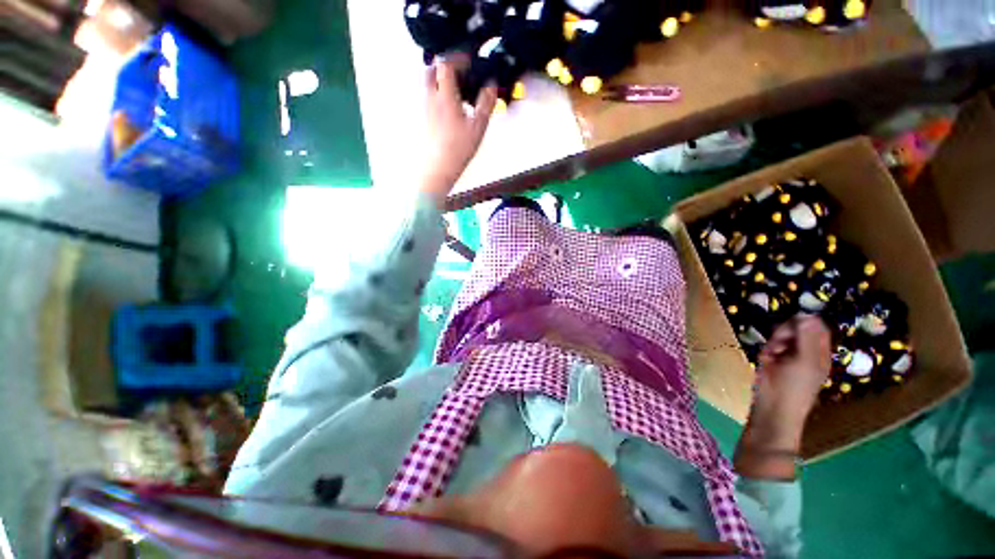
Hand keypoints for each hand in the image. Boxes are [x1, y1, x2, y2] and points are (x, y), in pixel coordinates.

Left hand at [420, 59, 497, 203]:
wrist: (437, 169)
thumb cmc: (458, 149)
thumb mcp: (478, 127)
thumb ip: (486, 103)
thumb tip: (491, 85)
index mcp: (445, 96)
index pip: (446, 65)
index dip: (457, 59)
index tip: (468, 62)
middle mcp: (430, 98)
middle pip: (431, 70)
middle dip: (444, 66)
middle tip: (459, 73)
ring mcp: (424, 109)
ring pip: (427, 84)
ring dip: (439, 80)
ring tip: (455, 90)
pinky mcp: (422, 120)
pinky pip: (427, 98)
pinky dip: (436, 94)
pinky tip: (448, 108)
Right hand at [734, 315, 830, 479]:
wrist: (772, 410)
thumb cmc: (792, 388)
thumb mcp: (802, 360)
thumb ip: (805, 337)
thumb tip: (806, 314)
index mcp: (820, 352)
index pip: (816, 325)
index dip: (803, 322)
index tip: (790, 327)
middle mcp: (807, 351)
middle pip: (797, 327)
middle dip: (785, 332)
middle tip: (779, 345)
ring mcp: (790, 356)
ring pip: (782, 335)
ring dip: (774, 341)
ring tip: (771, 355)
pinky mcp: (775, 360)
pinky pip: (771, 345)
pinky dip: (767, 349)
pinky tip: (766, 359)